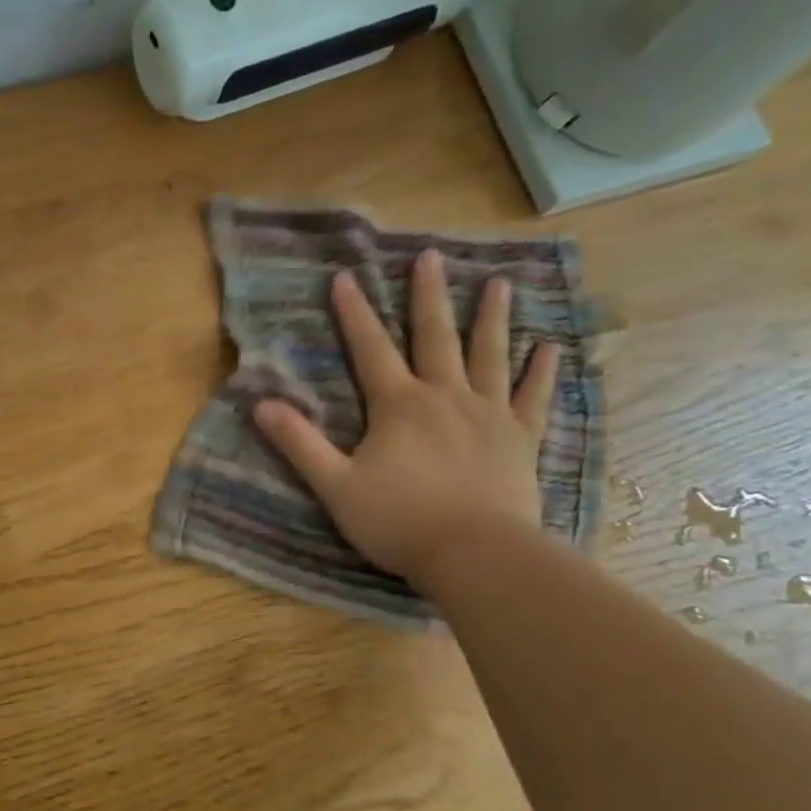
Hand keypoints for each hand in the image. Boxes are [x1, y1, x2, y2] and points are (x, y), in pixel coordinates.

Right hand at [252, 251, 559, 585]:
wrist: (475, 554)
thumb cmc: (398, 521)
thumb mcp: (335, 485)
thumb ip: (299, 443)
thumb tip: (260, 404)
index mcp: (398, 406)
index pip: (370, 350)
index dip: (354, 314)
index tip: (344, 277)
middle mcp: (445, 397)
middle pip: (435, 337)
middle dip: (428, 296)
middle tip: (431, 256)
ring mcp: (488, 415)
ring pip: (489, 355)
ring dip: (491, 318)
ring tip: (499, 283)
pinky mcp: (520, 439)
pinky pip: (532, 397)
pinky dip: (541, 371)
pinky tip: (550, 347)